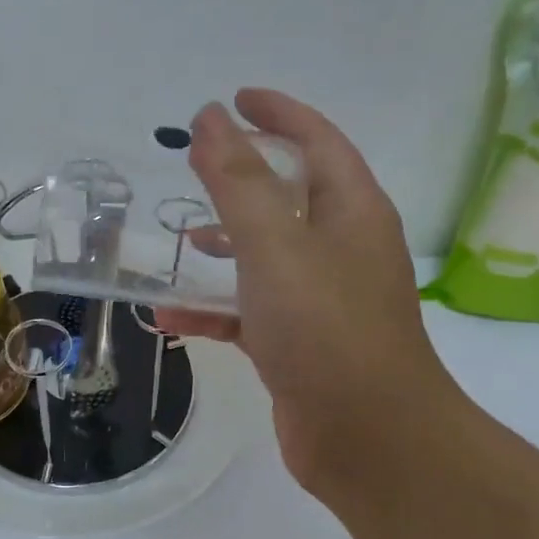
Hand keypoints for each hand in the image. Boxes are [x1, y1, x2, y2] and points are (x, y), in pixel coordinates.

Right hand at [160, 89, 460, 494]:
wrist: (369, 440)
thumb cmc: (325, 329)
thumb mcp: (275, 245)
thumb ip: (238, 180)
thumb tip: (210, 117)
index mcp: (351, 211)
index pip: (317, 140)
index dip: (277, 113)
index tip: (233, 98)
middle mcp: (343, 248)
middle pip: (291, 195)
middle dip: (244, 177)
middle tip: (196, 166)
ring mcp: (323, 298)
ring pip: (267, 254)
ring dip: (225, 244)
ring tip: (181, 240)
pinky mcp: (301, 342)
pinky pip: (251, 310)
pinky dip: (214, 308)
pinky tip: (169, 317)